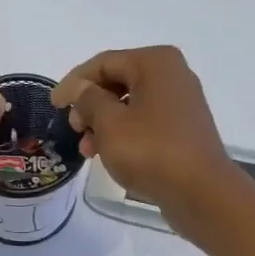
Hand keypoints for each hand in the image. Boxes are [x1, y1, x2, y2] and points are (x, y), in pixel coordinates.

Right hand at [51, 46, 245, 234]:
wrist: (201, 192)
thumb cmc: (151, 151)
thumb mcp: (109, 123)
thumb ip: (88, 100)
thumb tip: (80, 89)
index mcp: (155, 63)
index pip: (103, 63)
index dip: (73, 83)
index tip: (53, 105)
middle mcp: (172, 75)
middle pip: (117, 81)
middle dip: (89, 105)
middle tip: (73, 129)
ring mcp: (181, 103)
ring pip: (130, 104)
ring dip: (103, 123)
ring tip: (88, 150)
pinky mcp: (183, 129)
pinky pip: (145, 122)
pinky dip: (123, 133)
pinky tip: (109, 154)